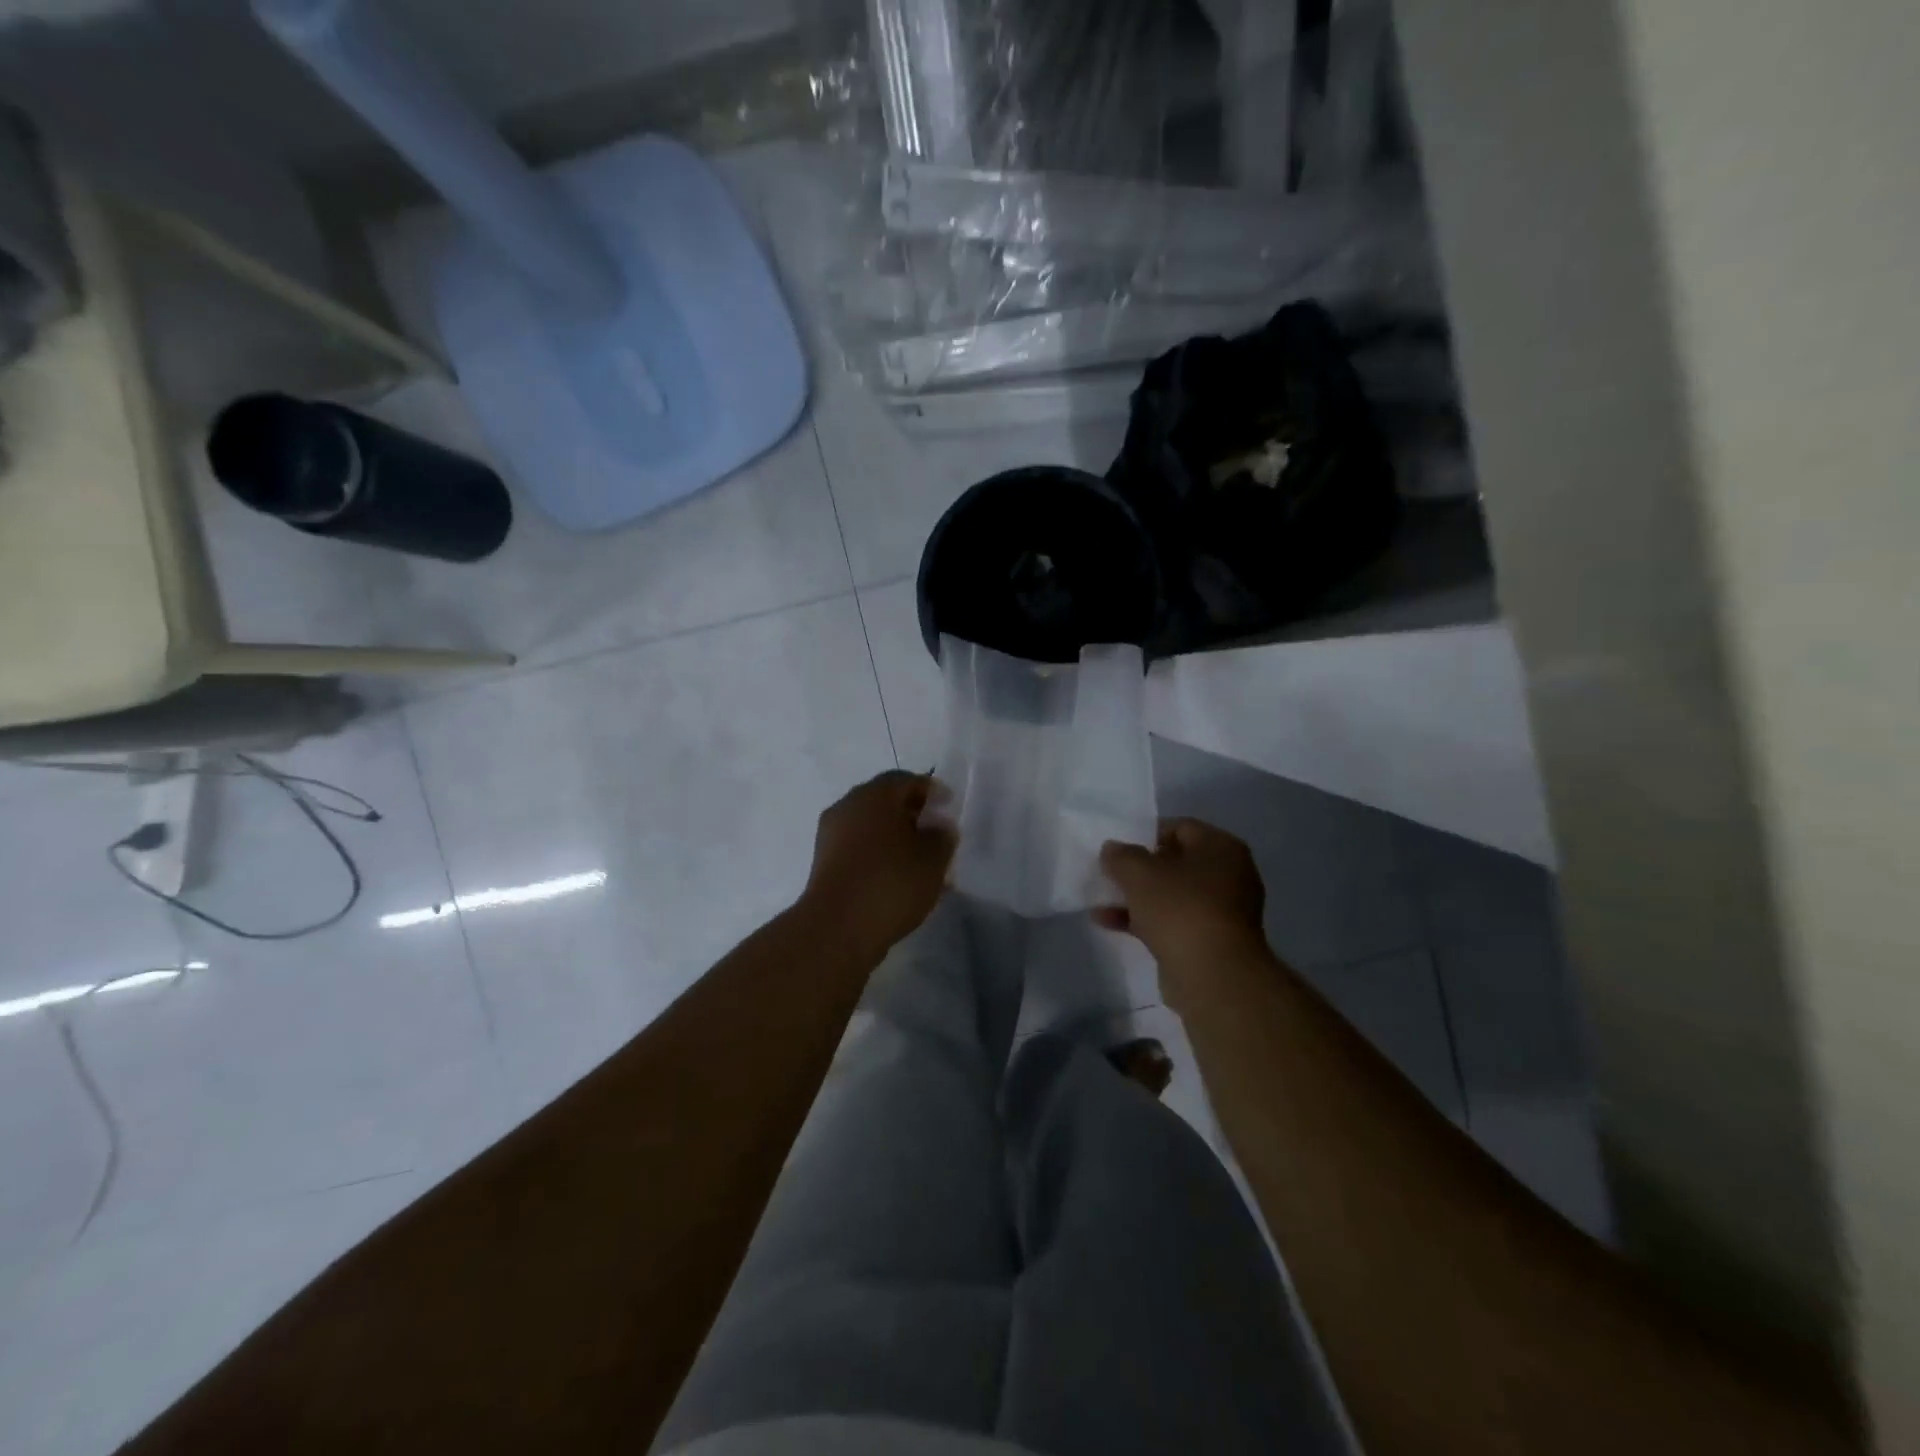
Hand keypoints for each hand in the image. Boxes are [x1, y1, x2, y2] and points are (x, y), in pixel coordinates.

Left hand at [801, 771, 955, 961]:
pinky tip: (898, 880)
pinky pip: (859, 850)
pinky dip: (879, 856)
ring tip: (921, 862)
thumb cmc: (891, 882)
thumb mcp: (933, 858)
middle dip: (912, 815)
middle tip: (937, 834)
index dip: (931, 791)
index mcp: (874, 795)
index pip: (906, 780)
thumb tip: (938, 827)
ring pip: (871, 828)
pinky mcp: (824, 864)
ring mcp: (831, 836)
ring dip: (896, 838)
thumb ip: (942, 836)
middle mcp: (848, 806)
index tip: (950, 808)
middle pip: (885, 802)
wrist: (837, 929)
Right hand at [1095, 819, 1270, 996]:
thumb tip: (1112, 849)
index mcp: (1221, 848)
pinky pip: (1172, 922)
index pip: (1181, 827)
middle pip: (1176, 863)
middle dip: (1140, 869)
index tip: (1119, 848)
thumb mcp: (1140, 873)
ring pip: (1172, 895)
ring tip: (1101, 900)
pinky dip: (1144, 921)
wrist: (1213, 976)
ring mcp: (1222, 912)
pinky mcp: (1210, 942)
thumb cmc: (1180, 909)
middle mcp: (1229, 875)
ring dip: (1137, 897)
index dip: (1146, 834)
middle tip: (1110, 873)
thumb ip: (1121, 855)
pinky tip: (1108, 923)